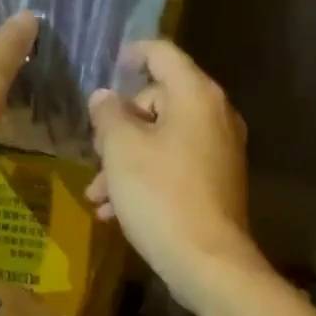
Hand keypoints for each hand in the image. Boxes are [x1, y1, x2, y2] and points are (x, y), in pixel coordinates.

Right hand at [86, 41, 261, 308]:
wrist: (209, 263)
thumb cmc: (161, 195)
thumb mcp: (121, 150)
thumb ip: (108, 115)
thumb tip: (105, 97)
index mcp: (196, 95)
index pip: (163, 53)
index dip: (133, 53)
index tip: (110, 65)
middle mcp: (214, 115)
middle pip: (159, 100)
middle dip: (120, 126)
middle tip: (95, 151)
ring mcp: (219, 150)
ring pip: (162, 138)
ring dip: (125, 160)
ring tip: (97, 194)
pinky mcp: (216, 180)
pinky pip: (174, 164)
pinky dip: (146, 177)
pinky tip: (114, 211)